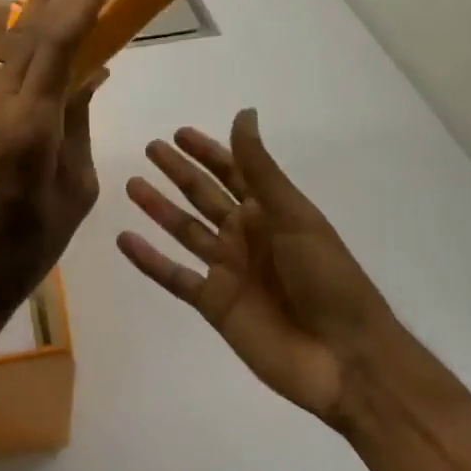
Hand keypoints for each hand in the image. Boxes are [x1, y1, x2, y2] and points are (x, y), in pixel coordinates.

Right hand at [119, 110, 398, 429]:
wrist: (345, 358)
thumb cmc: (327, 277)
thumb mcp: (294, 214)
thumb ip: (260, 168)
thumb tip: (244, 113)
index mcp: (269, 213)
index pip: (232, 172)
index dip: (208, 152)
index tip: (180, 133)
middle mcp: (245, 236)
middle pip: (204, 196)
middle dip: (178, 172)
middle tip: (150, 148)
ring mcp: (228, 271)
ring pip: (185, 231)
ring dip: (159, 208)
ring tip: (131, 185)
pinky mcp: (214, 305)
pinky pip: (175, 276)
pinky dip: (149, 260)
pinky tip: (124, 240)